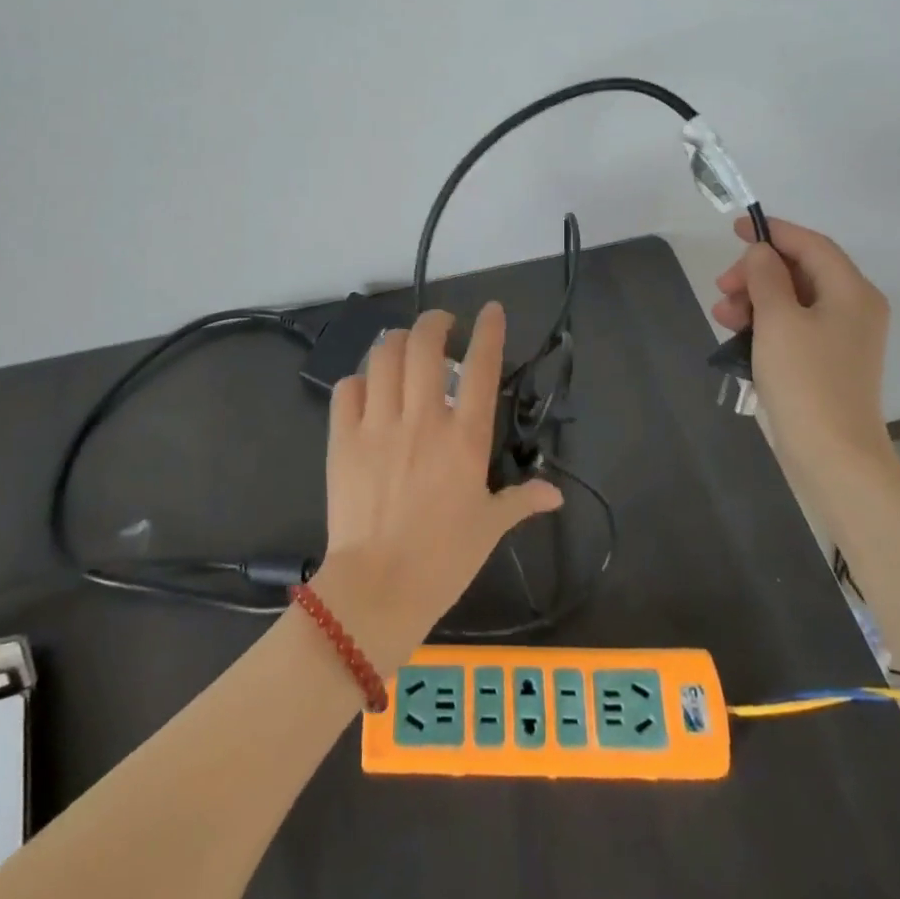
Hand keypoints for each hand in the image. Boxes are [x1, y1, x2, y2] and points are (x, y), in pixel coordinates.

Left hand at [310, 303, 562, 672]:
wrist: (378, 588)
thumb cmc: (443, 560)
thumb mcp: (489, 528)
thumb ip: (522, 501)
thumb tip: (555, 495)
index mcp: (465, 439)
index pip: (483, 368)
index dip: (490, 331)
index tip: (491, 310)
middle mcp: (423, 419)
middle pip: (424, 345)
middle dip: (434, 322)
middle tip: (441, 326)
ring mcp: (379, 425)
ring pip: (384, 356)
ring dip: (396, 342)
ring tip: (403, 347)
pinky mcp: (343, 438)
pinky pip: (348, 389)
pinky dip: (359, 379)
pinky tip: (367, 387)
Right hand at [712, 216, 892, 469]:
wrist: (832, 455)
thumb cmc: (805, 379)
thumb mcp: (778, 319)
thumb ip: (765, 276)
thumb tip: (760, 253)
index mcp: (851, 291)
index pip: (811, 244)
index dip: (773, 232)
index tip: (735, 229)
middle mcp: (854, 308)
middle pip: (800, 271)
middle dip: (757, 273)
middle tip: (722, 287)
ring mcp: (842, 338)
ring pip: (792, 300)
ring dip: (754, 300)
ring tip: (722, 315)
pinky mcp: (827, 362)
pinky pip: (792, 327)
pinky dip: (764, 323)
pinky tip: (736, 334)